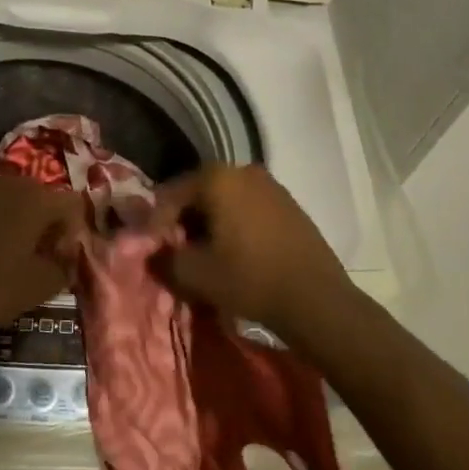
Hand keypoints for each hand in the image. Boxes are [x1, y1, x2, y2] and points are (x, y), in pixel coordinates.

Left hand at [0, 175, 87, 340]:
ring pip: (15, 202)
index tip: (62, 260)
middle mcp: (12, 185)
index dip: (74, 232)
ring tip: (15, 257)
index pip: (72, 204)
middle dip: (48, 225)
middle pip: (43, 198)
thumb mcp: (38, 287)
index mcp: (38, 198)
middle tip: (42, 258)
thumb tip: (67, 259)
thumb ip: (64, 268)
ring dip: (22, 224)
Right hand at [150, 164, 359, 346]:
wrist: (317, 299)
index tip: (151, 249)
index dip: (156, 223)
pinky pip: (249, 209)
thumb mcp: (196, 274)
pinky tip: (234, 254)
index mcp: (217, 178)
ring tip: (204, 256)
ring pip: (225, 201)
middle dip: (183, 221)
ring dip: (210, 224)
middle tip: (175, 252)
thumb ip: (164, 259)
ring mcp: (271, 186)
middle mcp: (243, 171)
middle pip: (199, 194)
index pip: (171, 194)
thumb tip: (153, 254)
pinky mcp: (289, 205)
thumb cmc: (250, 279)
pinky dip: (234, 226)